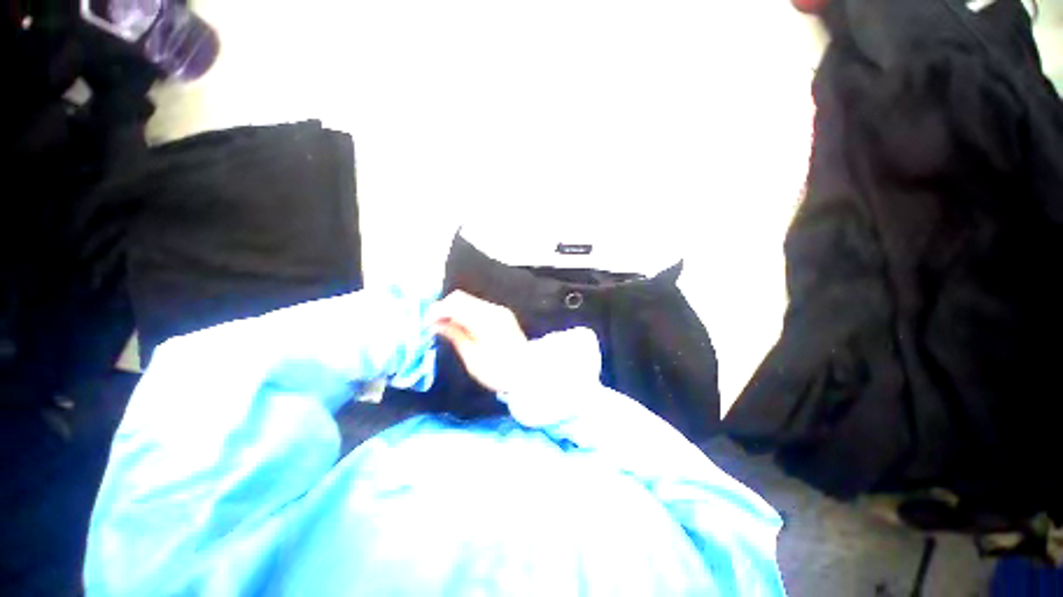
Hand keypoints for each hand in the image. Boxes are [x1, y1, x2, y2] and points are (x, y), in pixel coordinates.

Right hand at [426, 290, 528, 392]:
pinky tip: (460, 326)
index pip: (455, 303)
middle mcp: (493, 309)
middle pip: (461, 297)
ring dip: (454, 309)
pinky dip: (465, 313)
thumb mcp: (472, 357)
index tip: (426, 324)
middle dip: (444, 308)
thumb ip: (455, 335)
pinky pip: (478, 307)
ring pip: (469, 301)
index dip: (437, 310)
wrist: (528, 373)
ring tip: (444, 326)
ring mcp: (499, 310)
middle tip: (433, 325)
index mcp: (485, 319)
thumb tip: (436, 324)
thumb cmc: (499, 371)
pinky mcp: (502, 315)